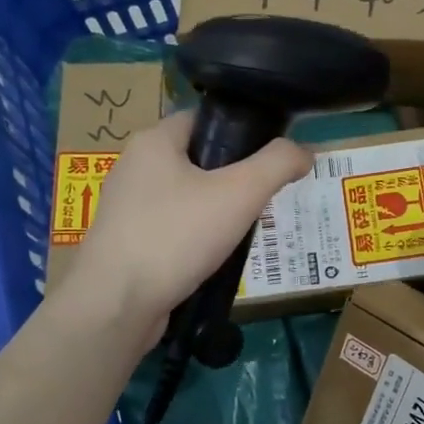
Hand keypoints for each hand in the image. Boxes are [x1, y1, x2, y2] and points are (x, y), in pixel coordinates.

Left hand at [63, 109, 311, 332]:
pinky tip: (215, 258)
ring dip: (216, 212)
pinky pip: (172, 229)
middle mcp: (134, 167)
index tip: (271, 158)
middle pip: (198, 160)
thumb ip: (278, 164)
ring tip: (245, 231)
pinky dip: (196, 239)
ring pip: (186, 198)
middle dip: (233, 179)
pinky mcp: (127, 243)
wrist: (117, 305)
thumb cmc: (176, 236)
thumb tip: (306, 151)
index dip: (242, 132)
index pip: (205, 119)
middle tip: (264, 199)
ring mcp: (127, 208)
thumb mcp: (239, 194)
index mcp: (153, 141)